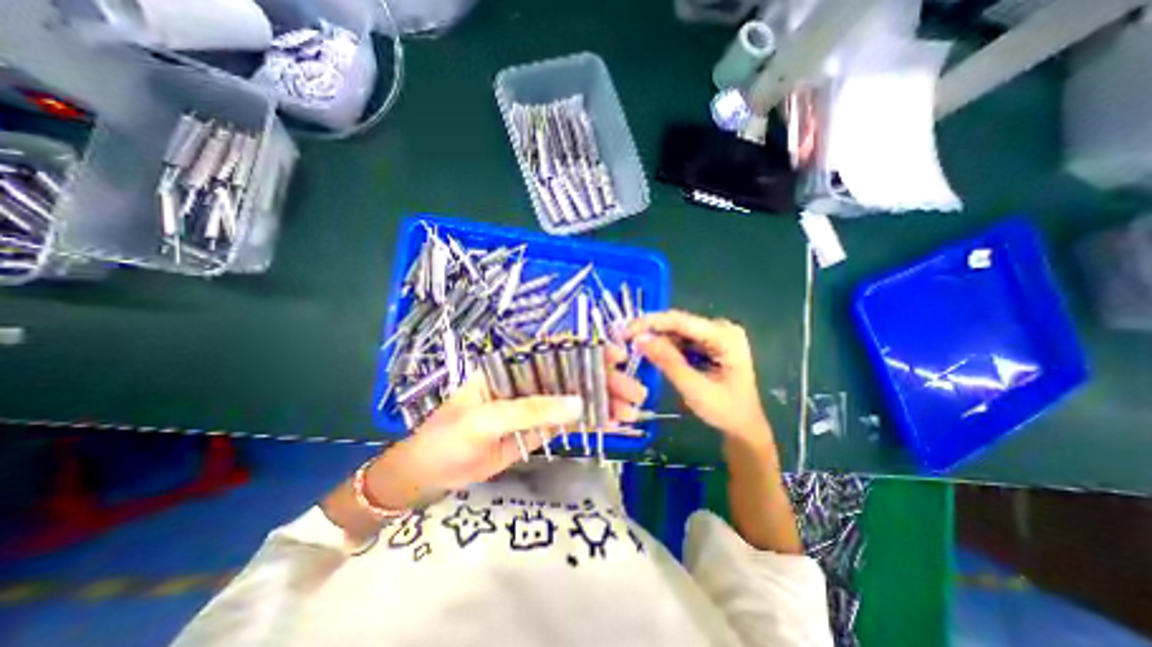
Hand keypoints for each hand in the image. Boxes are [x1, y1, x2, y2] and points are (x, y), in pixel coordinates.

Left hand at [367, 359, 647, 504]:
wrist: (432, 472)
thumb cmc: (449, 436)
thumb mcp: (486, 419)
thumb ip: (530, 410)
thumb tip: (579, 404)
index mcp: (513, 366)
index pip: (555, 349)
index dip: (588, 349)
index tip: (616, 355)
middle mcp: (529, 379)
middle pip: (574, 372)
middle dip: (605, 380)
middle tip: (634, 394)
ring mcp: (537, 403)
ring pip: (577, 396)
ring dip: (605, 401)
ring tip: (631, 412)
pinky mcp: (541, 426)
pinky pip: (571, 420)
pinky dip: (593, 420)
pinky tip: (614, 424)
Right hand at [625, 307, 768, 444]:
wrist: (744, 427)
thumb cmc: (725, 411)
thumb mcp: (694, 388)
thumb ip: (668, 362)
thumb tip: (640, 338)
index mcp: (725, 336)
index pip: (681, 320)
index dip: (650, 322)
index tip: (625, 330)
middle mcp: (720, 328)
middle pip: (677, 323)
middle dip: (650, 331)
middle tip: (623, 339)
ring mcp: (715, 335)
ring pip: (676, 331)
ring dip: (655, 339)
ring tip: (632, 346)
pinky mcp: (708, 344)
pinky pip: (680, 340)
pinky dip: (664, 347)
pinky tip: (650, 352)